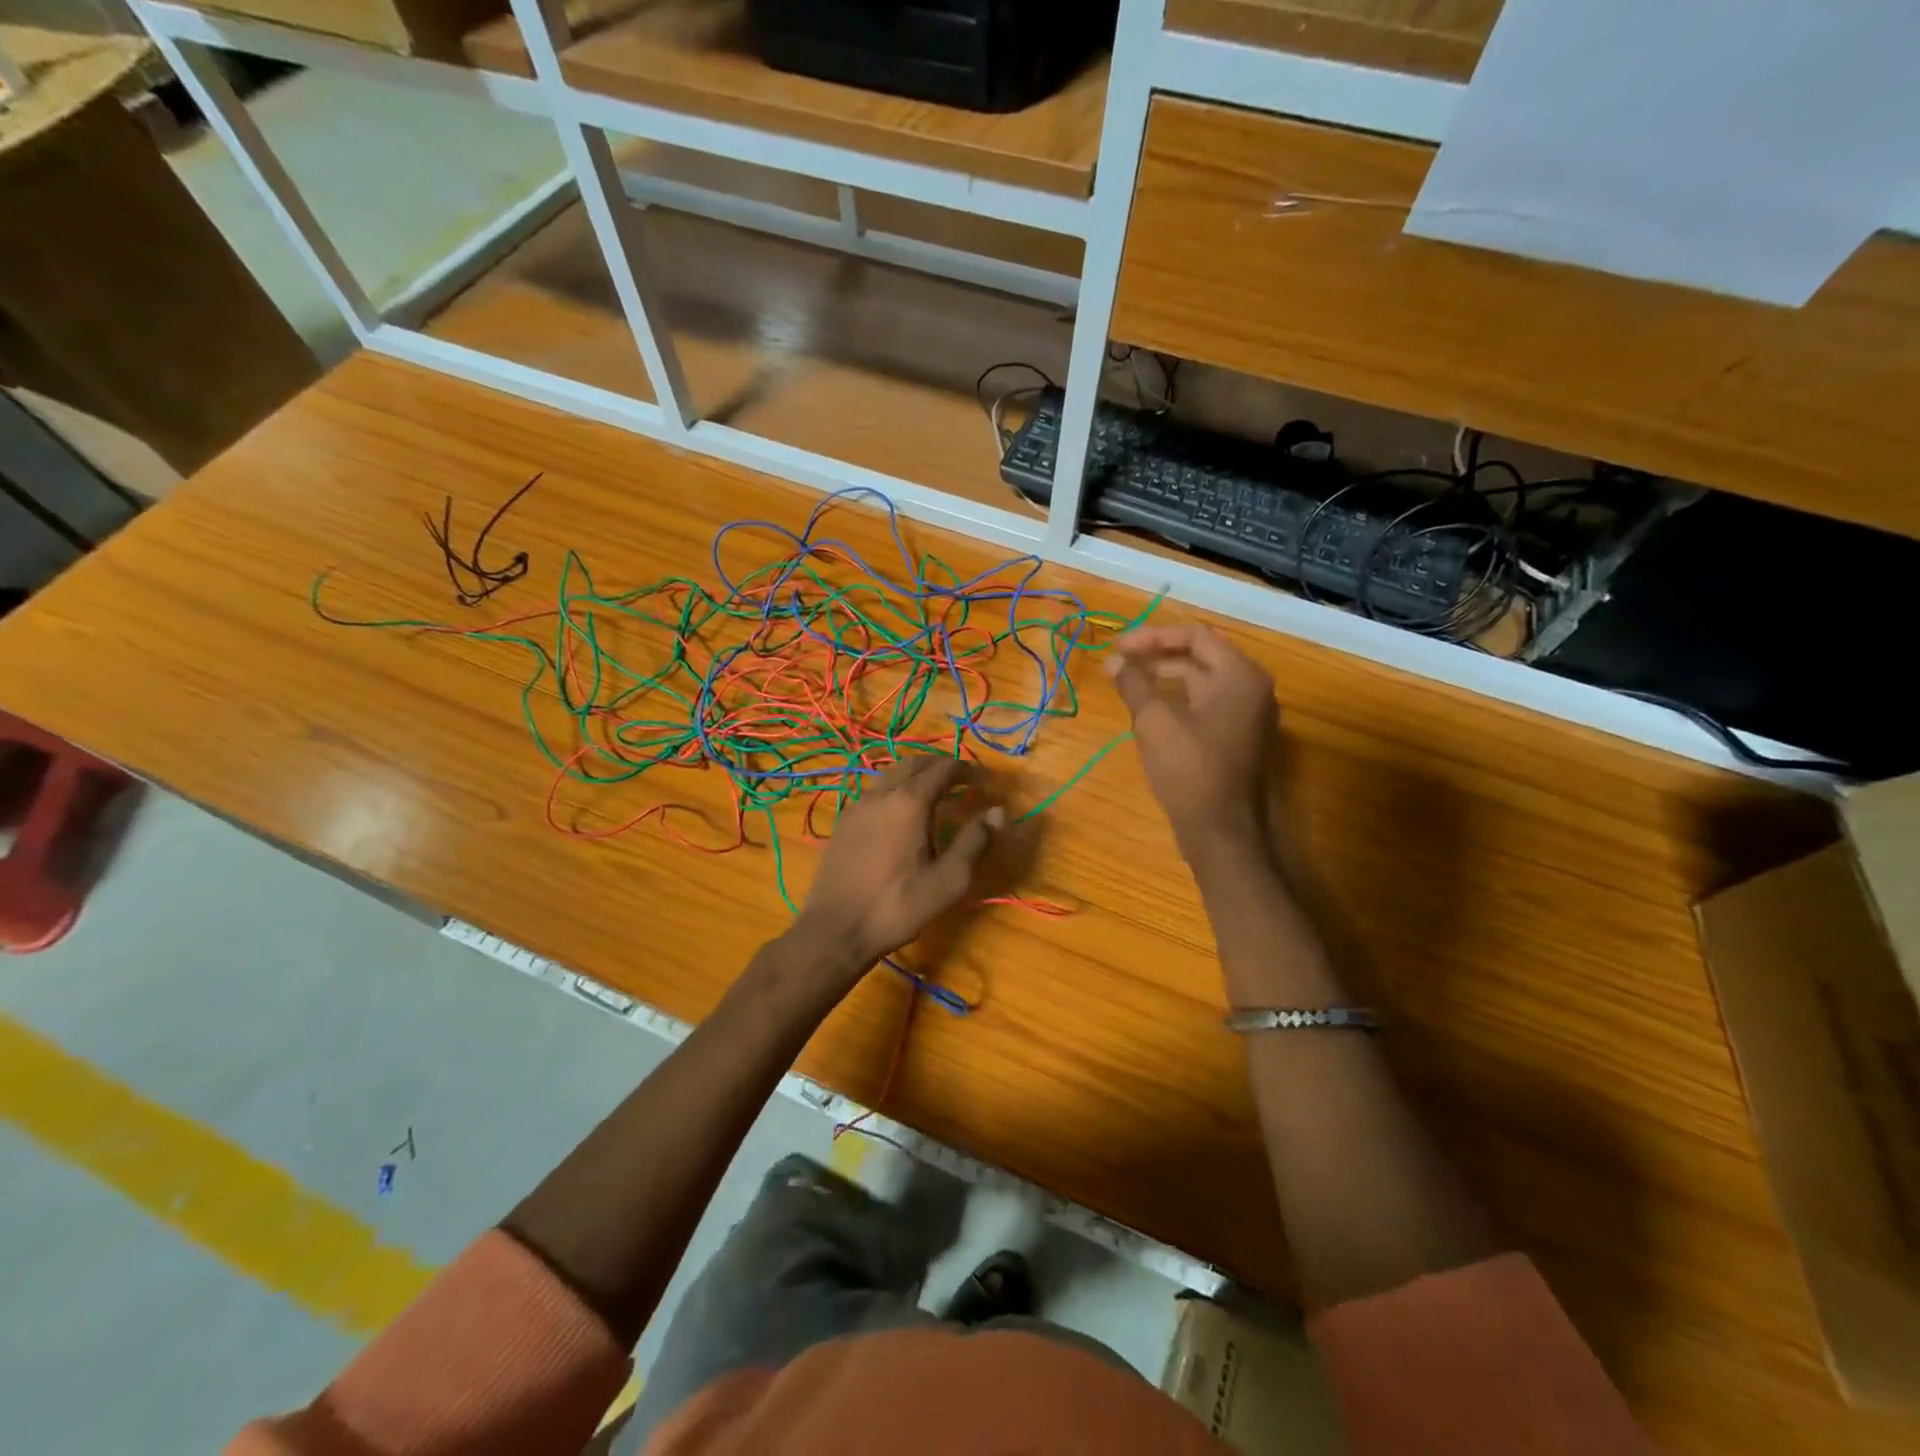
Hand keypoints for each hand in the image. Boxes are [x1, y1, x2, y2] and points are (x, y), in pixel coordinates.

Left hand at [792, 756, 1002, 976]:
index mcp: (910, 802)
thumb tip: (997, 811)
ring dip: (914, 774)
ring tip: (932, 790)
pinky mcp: (844, 822)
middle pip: (913, 763)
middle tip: (960, 778)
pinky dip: (894, 788)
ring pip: (889, 774)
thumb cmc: (898, 905)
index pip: (943, 769)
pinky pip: (874, 791)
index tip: (985, 779)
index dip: (967, 770)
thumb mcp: (949, 879)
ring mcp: (858, 805)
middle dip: (939, 765)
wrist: (836, 929)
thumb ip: (975, 841)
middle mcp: (882, 794)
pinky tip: (899, 811)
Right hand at [1107, 625, 1276, 861]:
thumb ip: (1134, 684)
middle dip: (1156, 658)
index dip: (1152, 637)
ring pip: (1201, 683)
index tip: (1117, 647)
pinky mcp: (1239, 738)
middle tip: (1118, 666)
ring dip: (1164, 680)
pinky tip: (1148, 712)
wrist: (1222, 833)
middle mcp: (1252, 688)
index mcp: (1240, 676)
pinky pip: (1206, 706)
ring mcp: (1248, 716)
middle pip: (1200, 657)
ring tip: (1127, 686)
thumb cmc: (1190, 770)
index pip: (1194, 636)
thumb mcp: (1154, 722)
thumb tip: (1113, 661)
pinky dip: (1177, 702)